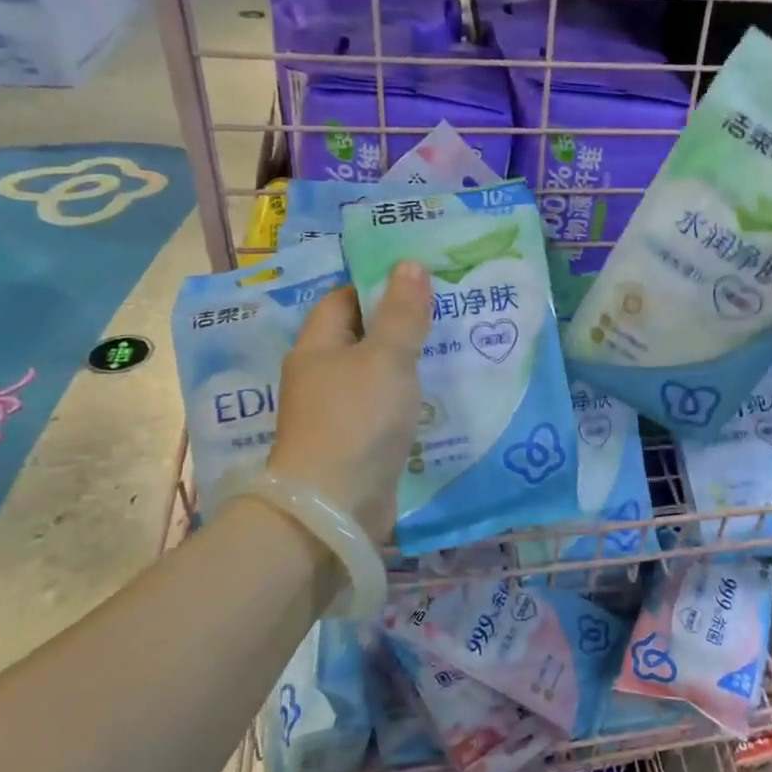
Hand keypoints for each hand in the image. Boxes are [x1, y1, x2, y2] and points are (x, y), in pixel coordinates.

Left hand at [261, 262, 431, 540]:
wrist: (335, 507)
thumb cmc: (357, 420)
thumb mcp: (386, 358)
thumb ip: (401, 313)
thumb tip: (409, 264)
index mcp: (318, 347)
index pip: (344, 300)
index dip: (378, 286)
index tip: (421, 281)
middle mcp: (321, 377)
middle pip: (362, 338)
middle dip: (401, 325)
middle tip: (448, 313)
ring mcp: (336, 414)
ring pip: (376, 377)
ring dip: (408, 366)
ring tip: (454, 350)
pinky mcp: (355, 445)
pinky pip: (384, 411)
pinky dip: (408, 402)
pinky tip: (439, 398)